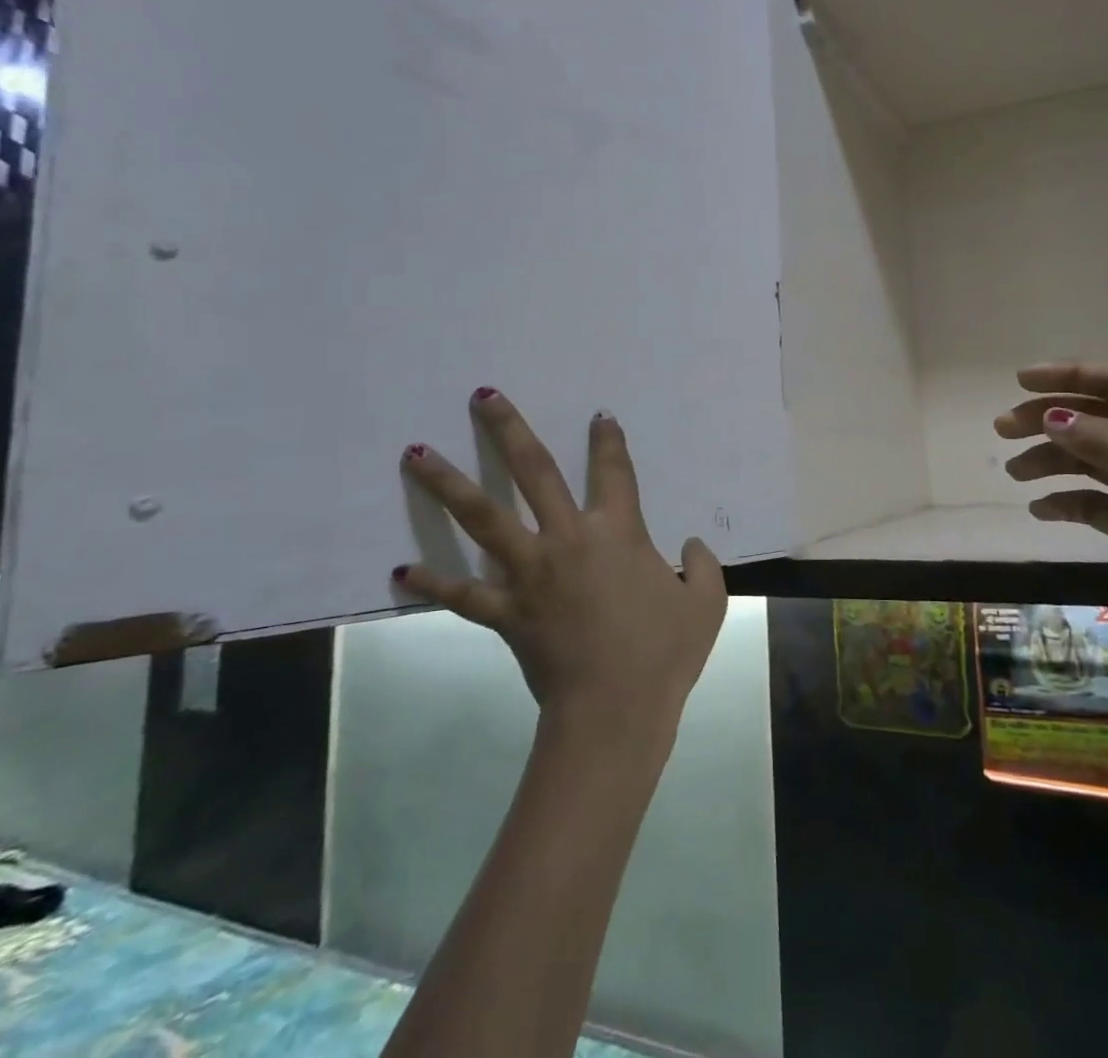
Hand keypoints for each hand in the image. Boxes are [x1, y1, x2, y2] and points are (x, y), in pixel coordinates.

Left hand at [394, 389, 726, 740]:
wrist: (615, 711)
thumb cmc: (663, 653)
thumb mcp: (707, 604)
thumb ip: (703, 566)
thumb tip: (692, 545)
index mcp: (618, 533)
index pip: (614, 471)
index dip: (608, 440)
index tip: (599, 417)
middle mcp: (568, 539)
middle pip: (534, 473)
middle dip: (508, 431)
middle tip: (482, 397)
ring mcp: (530, 573)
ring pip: (483, 518)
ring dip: (448, 483)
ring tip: (415, 454)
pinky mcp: (505, 611)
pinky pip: (463, 594)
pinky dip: (433, 582)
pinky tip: (400, 570)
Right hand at [995, 363, 1107, 680]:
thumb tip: (1053, 417)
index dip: (1070, 376)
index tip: (1020, 382)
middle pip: (1097, 418)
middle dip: (1049, 418)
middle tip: (1002, 429)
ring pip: (1090, 458)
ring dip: (1050, 460)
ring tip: (1014, 474)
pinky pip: (1093, 501)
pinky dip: (1066, 500)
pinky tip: (1040, 510)